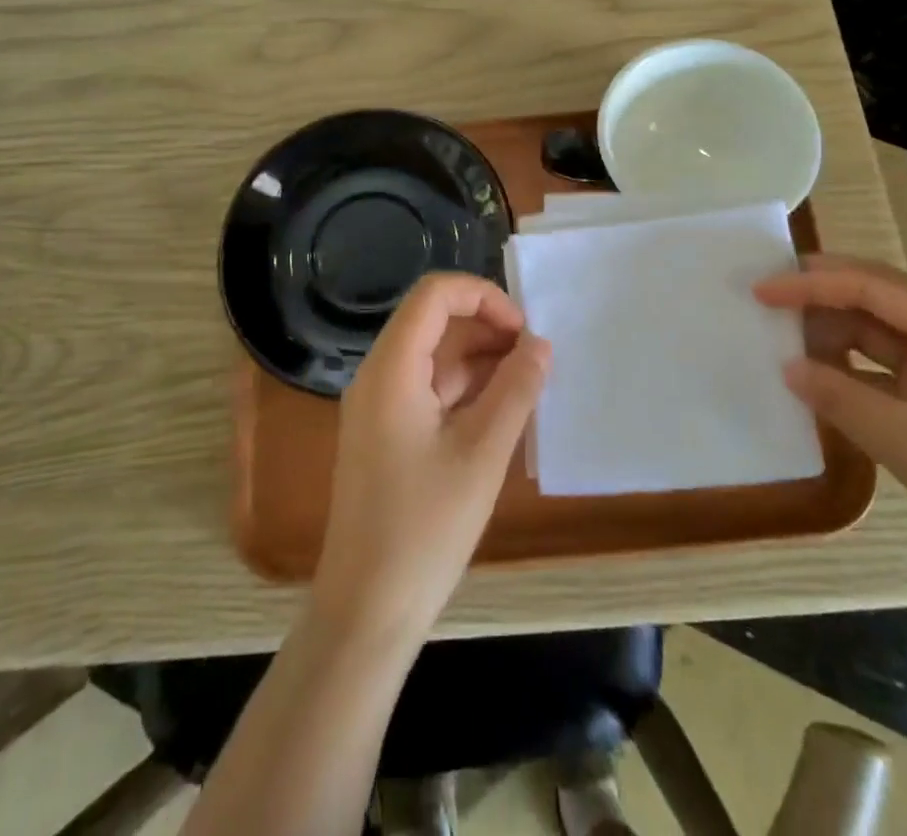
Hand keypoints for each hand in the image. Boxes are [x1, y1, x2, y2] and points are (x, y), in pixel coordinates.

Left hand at [314, 273, 550, 639]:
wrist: (366, 612)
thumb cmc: (424, 529)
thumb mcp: (483, 454)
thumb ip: (516, 390)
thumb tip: (540, 345)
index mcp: (391, 369)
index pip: (434, 295)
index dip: (483, 297)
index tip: (524, 331)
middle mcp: (378, 376)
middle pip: (434, 322)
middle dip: (487, 328)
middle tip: (536, 359)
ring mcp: (379, 407)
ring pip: (435, 357)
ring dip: (481, 360)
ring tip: (529, 385)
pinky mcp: (386, 435)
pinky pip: (430, 390)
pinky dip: (467, 390)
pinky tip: (503, 412)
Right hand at [756, 255, 906, 608]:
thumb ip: (841, 399)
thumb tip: (787, 367)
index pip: (874, 289)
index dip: (812, 284)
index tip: (762, 290)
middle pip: (881, 302)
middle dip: (824, 298)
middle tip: (768, 298)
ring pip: (887, 338)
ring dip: (839, 337)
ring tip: (787, 338)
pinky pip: (897, 374)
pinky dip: (858, 374)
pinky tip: (826, 381)